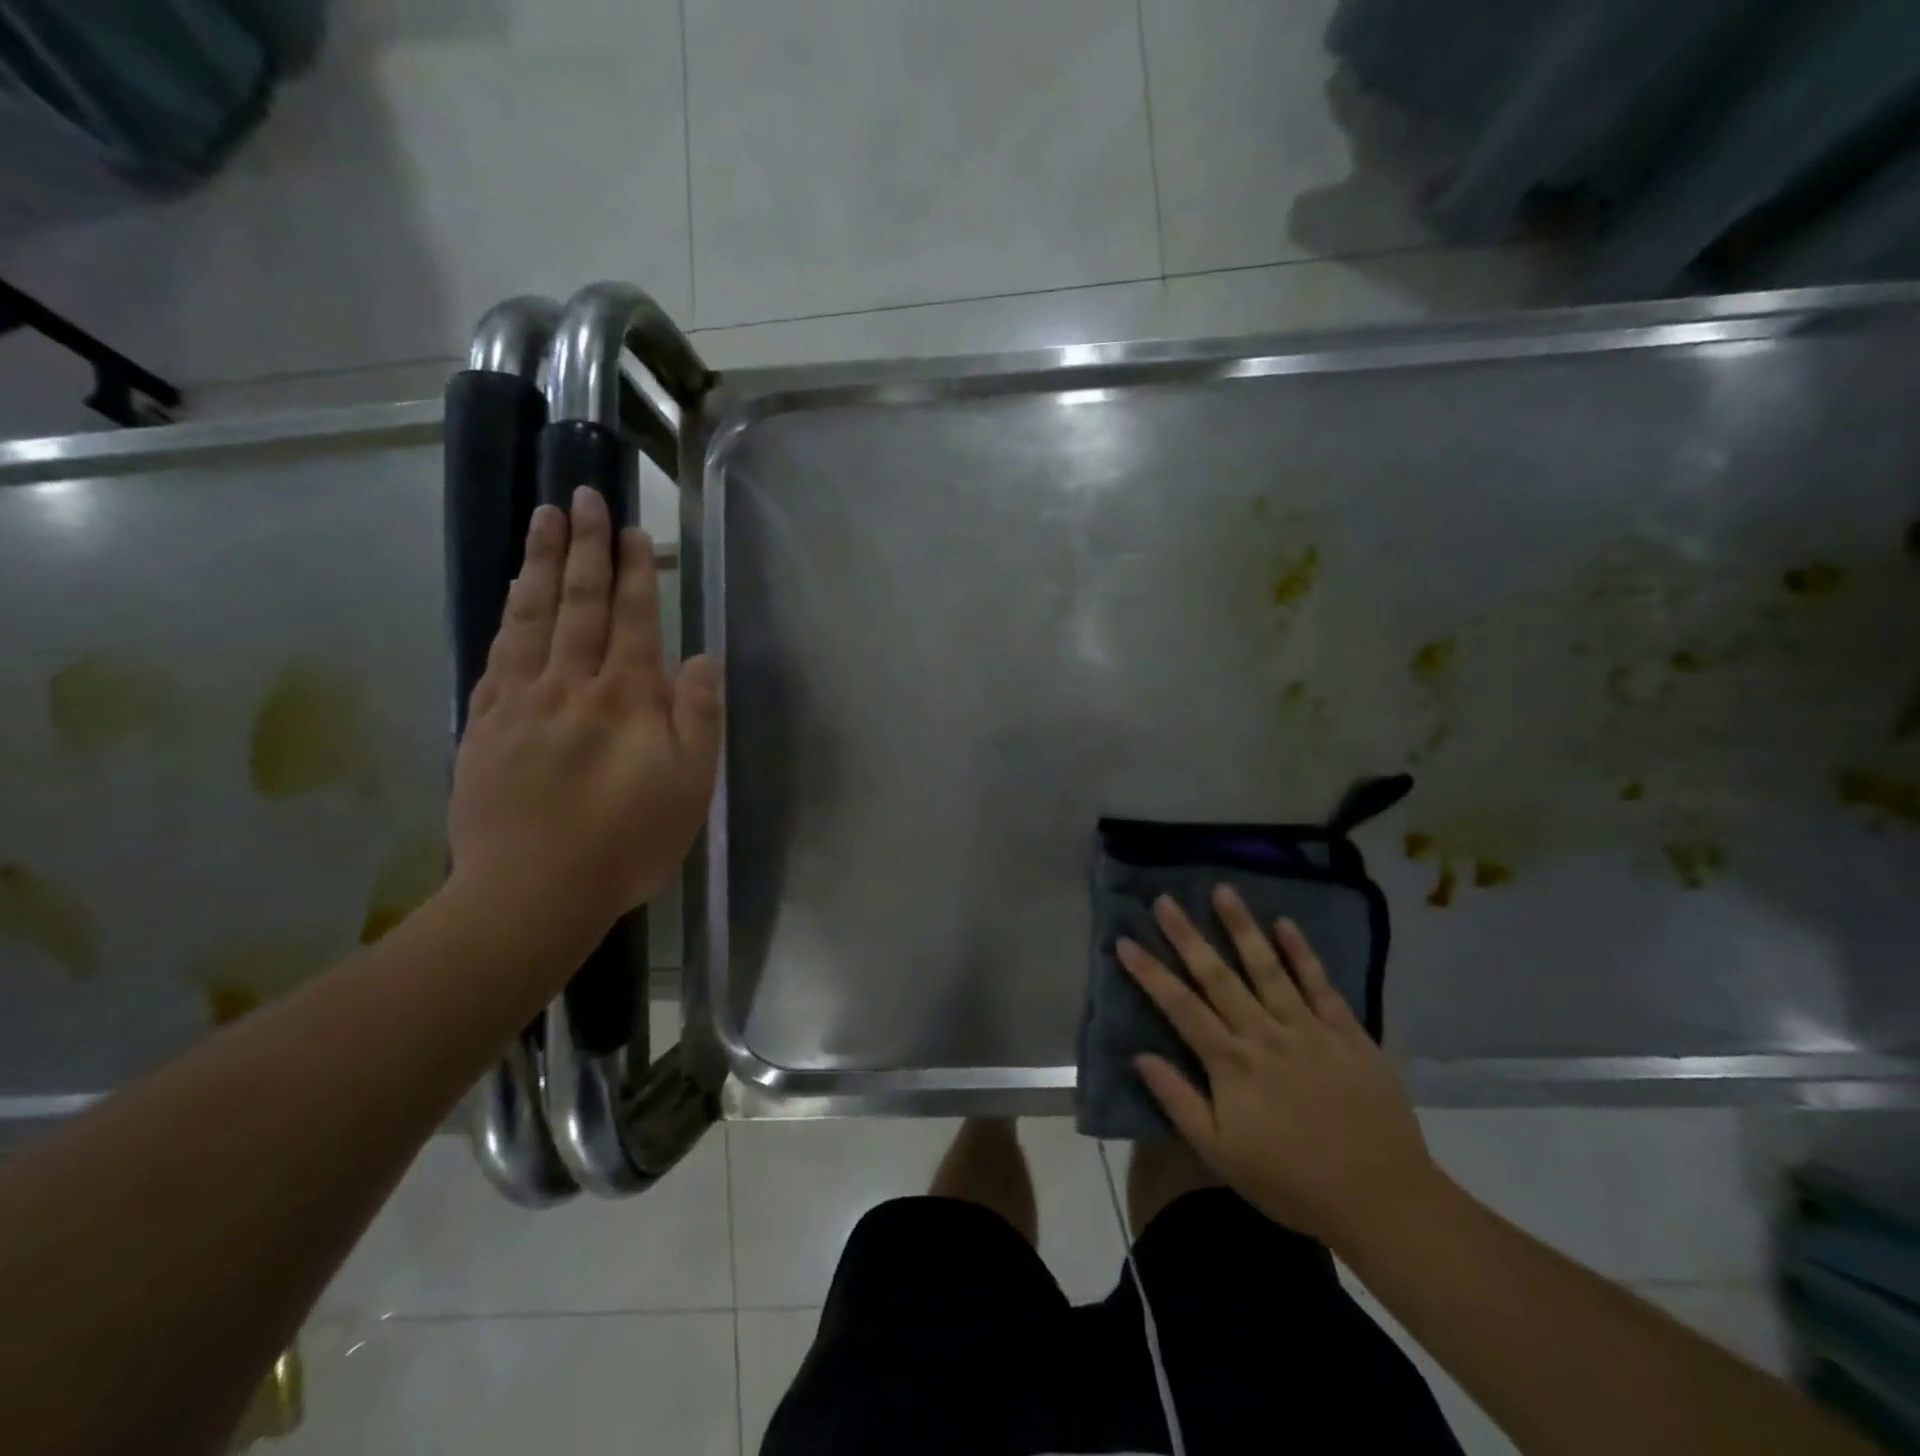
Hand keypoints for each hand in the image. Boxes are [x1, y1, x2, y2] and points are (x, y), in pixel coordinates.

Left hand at [449, 487, 721, 941]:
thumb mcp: (690, 789)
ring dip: (542, 564)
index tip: (633, 530)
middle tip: (584, 495)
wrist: (531, 894)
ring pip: (532, 618)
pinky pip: (498, 654)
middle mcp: (572, 686)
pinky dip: (508, 615)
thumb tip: (702, 659)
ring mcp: (521, 701)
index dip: (634, 572)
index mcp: (626, 700)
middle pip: (579, 604)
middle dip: (585, 547)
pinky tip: (512, 592)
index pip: (632, 620)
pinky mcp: (485, 724)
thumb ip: (698, 719)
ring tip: (546, 519)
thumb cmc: (627, 844)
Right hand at [1118, 888, 1440, 1248]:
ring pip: (1267, 968)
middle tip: (1164, 900)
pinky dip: (1302, 952)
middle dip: (1187, 936)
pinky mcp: (1346, 1032)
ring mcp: (1307, 1028)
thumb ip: (1178, 1101)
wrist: (1382, 1200)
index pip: (1179, 1007)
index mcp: (1231, 1063)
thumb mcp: (1221, 1154)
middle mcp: (1264, 1033)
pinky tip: (1286, 923)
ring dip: (1242, 927)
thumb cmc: (1291, 1181)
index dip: (1150, 973)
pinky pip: (1320, 984)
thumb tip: (1138, 1056)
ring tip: (1223, 890)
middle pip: (1217, 976)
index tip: (1124, 941)